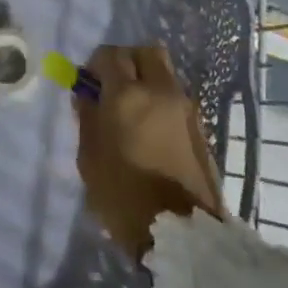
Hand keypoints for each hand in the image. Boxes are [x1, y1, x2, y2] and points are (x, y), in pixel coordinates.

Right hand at [75, 44, 225, 260]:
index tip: (89, 84)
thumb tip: (87, 94)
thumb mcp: (90, 158)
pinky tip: (151, 130)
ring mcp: (186, 108)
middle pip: (146, 52)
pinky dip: (161, 101)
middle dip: (127, 61)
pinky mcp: (201, 128)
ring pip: (164, 73)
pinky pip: (176, 97)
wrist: (182, 236)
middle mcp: (161, 91)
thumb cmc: (124, 197)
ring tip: (133, 111)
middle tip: (113, 86)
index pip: (110, 54)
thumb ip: (88, 118)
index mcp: (128, 95)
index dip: (96, 64)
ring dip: (147, 80)